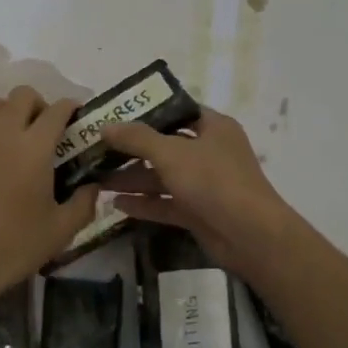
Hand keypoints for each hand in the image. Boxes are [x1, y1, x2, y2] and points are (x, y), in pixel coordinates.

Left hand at [0, 86, 96, 317]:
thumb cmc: (12, 247)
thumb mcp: (61, 231)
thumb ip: (84, 203)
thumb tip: (94, 186)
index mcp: (34, 147)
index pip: (57, 109)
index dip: (71, 109)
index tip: (78, 120)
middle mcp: (3, 133)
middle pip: (23, 95)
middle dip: (40, 105)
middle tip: (47, 132)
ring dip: (11, 113)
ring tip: (17, 141)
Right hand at [102, 108, 303, 280]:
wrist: (250, 235)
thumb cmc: (213, 180)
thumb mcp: (171, 153)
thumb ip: (137, 139)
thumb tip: (105, 126)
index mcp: (213, 127)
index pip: (177, 111)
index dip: (148, 112)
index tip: (116, 115)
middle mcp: (210, 151)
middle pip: (166, 146)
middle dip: (133, 150)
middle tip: (99, 150)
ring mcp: (205, 184)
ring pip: (163, 177)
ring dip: (134, 178)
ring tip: (98, 179)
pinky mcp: (199, 212)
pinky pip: (167, 202)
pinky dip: (145, 203)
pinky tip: (116, 204)